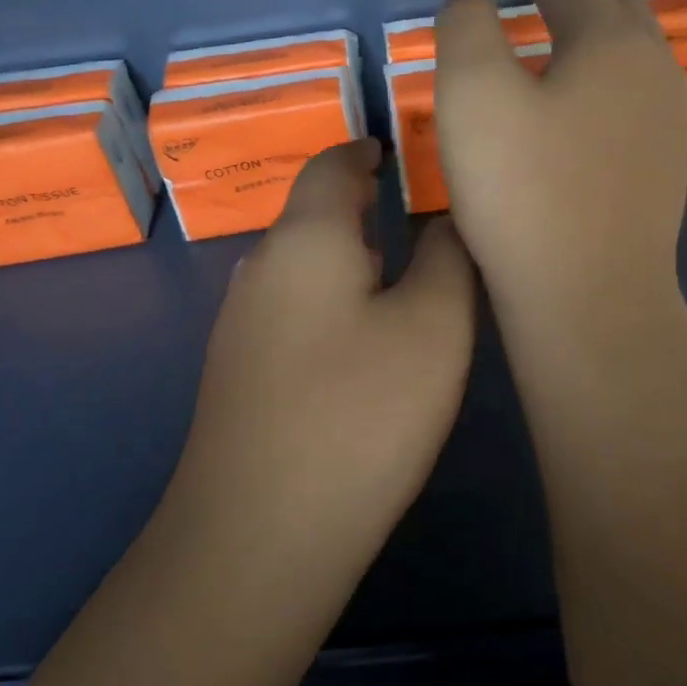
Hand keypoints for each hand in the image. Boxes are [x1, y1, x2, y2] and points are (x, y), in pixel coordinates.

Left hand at [172, 139, 476, 550]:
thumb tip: (444, 217)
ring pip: (303, 264)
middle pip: (314, 213)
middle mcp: (261, 266)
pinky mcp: (238, 370)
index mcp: (305, 237)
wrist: (257, 535)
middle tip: (419, 215)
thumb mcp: (433, 327)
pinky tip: (358, 340)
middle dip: (364, 206)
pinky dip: (330, 299)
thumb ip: (448, 256)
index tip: (401, 151)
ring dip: (348, 256)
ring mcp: (241, 321)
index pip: (331, 165)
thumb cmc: (358, 414)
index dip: (366, 150)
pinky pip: (291, 307)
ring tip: (399, 272)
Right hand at [434, 0, 686, 330]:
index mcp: (612, 42)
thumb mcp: (472, 95)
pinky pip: (630, 96)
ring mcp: (667, 122)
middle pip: (615, 8)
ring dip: (592, 32)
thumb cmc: (523, 189)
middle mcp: (653, 70)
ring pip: (629, 53)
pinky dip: (600, 77)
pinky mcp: (661, 166)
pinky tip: (575, 101)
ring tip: (553, 34)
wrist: (589, 297)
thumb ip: (466, 27)